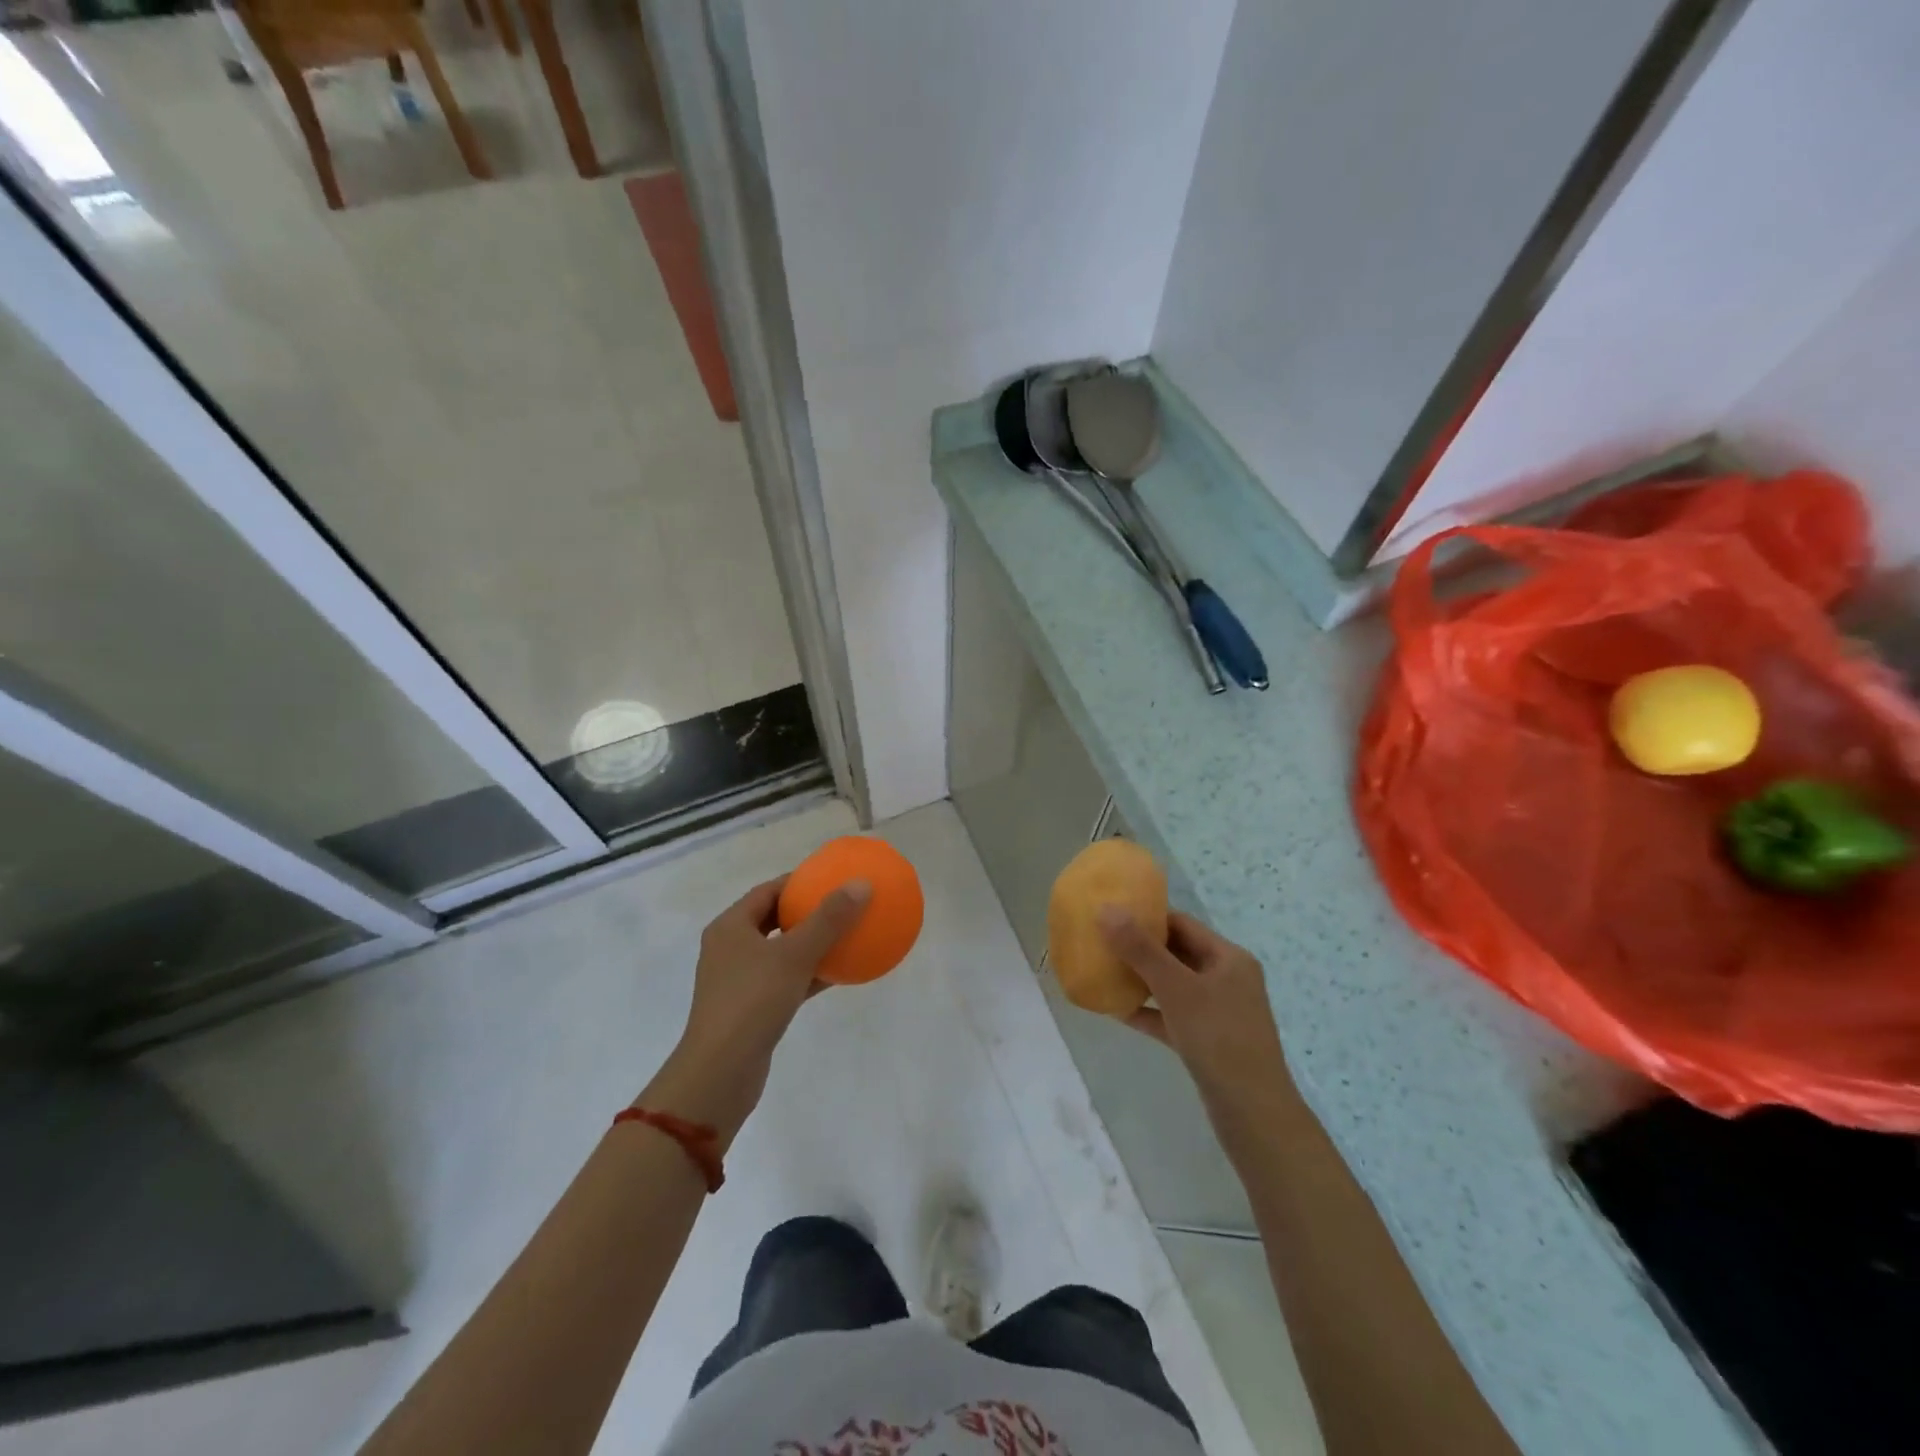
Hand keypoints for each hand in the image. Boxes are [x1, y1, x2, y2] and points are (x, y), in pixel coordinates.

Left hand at [644, 875, 869, 1143]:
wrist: (720, 1074)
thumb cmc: (752, 1002)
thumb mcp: (794, 955)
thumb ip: (829, 919)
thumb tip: (861, 884)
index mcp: (731, 927)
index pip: (768, 891)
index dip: (799, 881)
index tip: (832, 878)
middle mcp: (731, 948)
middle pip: (774, 919)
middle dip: (808, 912)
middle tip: (843, 904)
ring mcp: (739, 981)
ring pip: (782, 952)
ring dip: (812, 944)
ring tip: (848, 934)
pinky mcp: (751, 1009)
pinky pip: (786, 980)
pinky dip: (810, 974)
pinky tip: (840, 974)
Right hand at [1099, 909, 1290, 1120]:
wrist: (1253, 1114)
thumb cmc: (1218, 1039)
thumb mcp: (1177, 989)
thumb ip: (1141, 949)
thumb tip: (1106, 909)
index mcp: (1229, 958)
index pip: (1182, 924)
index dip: (1146, 917)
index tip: (1110, 915)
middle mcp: (1227, 979)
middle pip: (1176, 953)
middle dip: (1139, 948)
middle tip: (1100, 942)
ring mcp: (1218, 1012)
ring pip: (1172, 986)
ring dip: (1140, 980)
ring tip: (1103, 972)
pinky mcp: (1207, 1041)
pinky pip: (1171, 1016)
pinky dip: (1148, 1011)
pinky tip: (1116, 1011)